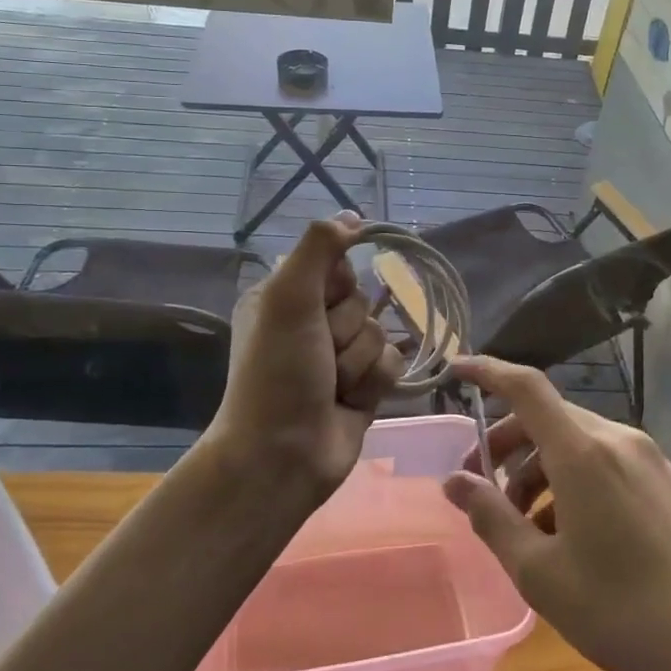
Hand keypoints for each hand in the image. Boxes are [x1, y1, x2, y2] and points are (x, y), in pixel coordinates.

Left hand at [206, 216, 402, 496]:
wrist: (284, 455)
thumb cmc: (278, 373)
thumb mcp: (288, 298)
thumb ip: (319, 248)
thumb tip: (353, 215)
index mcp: (287, 297)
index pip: (339, 266)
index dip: (338, 286)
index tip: (319, 307)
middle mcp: (312, 323)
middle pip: (363, 301)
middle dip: (346, 331)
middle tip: (319, 356)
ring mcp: (338, 357)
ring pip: (380, 333)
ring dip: (358, 362)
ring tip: (332, 387)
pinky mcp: (363, 386)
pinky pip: (392, 363)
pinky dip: (374, 382)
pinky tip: (351, 402)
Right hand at [442, 356, 670, 670]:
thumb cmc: (621, 612)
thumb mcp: (540, 573)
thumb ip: (491, 518)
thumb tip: (455, 481)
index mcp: (583, 452)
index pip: (526, 387)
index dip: (488, 371)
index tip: (456, 370)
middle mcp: (617, 439)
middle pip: (547, 417)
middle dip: (507, 443)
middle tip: (481, 486)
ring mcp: (647, 458)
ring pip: (575, 440)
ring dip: (538, 467)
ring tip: (523, 523)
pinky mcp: (664, 479)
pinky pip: (603, 460)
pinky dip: (571, 478)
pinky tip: (566, 532)